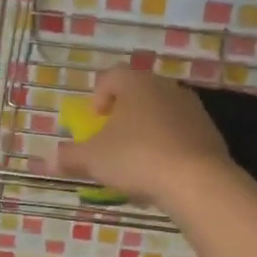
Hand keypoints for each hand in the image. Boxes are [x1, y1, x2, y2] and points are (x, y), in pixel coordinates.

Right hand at [56, 67, 236, 210]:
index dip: (98, 95)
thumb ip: (68, 157)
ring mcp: (192, 109)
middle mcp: (166, 88)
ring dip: (146, 131)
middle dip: (123, 115)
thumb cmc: (136, 158)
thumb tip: (47, 160)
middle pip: (138, 94)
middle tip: (112, 140)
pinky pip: (180, 134)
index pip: (112, 75)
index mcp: (136, 84)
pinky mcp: (209, 132)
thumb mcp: (92, 159)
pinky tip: (161, 171)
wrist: (196, 180)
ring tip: (136, 159)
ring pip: (161, 114)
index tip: (94, 120)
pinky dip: (168, 146)